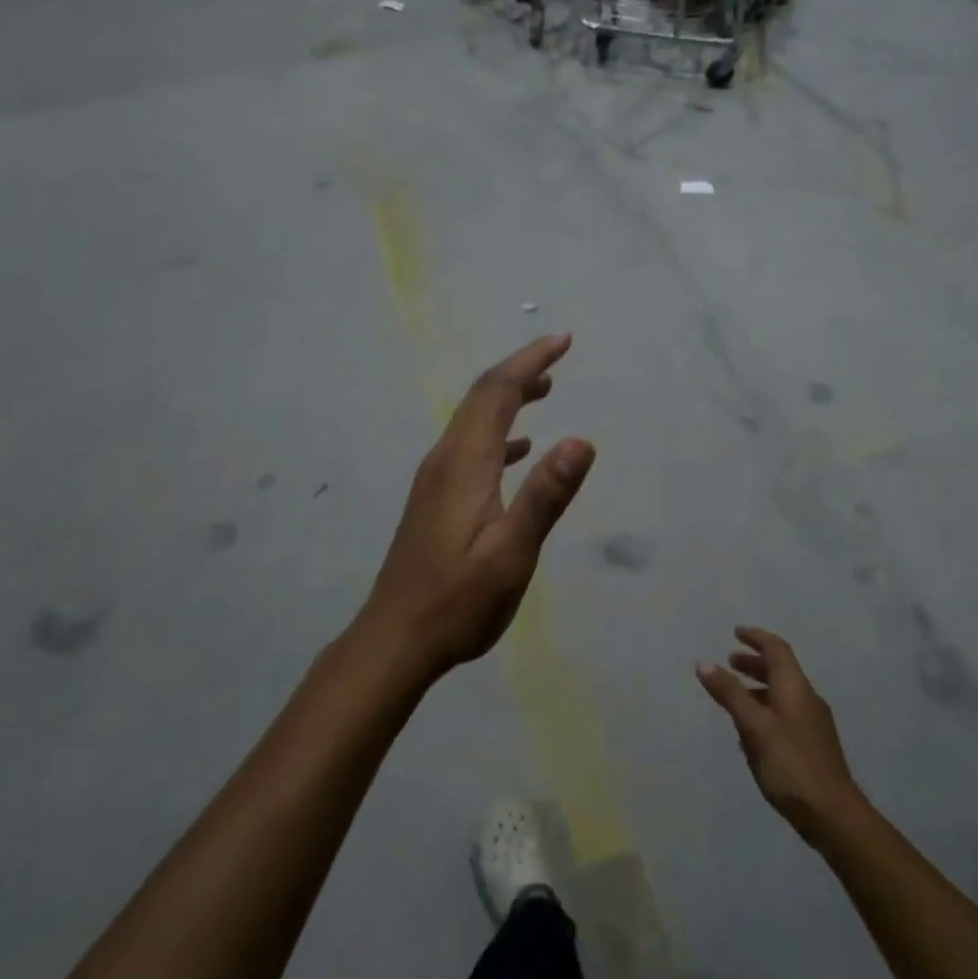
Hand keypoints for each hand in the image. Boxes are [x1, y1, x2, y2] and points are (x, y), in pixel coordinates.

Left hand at [360, 334, 595, 676]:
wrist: (396, 638)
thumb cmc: (457, 601)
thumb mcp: (511, 554)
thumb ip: (544, 497)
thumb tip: (581, 441)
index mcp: (464, 464)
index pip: (497, 393)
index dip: (530, 361)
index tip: (563, 340)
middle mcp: (445, 461)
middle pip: (481, 399)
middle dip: (519, 371)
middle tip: (558, 355)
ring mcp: (435, 480)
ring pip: (473, 422)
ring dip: (508, 399)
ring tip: (544, 390)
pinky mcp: (434, 500)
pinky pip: (470, 448)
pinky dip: (499, 435)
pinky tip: (519, 452)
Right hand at [699, 626, 861, 845]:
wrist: (833, 815)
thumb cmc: (790, 764)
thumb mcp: (753, 726)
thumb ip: (730, 693)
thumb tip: (705, 663)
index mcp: (795, 688)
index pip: (777, 649)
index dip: (756, 637)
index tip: (735, 632)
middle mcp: (807, 699)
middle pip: (781, 670)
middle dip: (754, 662)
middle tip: (730, 661)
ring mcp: (813, 723)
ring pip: (782, 694)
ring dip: (758, 688)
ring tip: (733, 696)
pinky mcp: (812, 745)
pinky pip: (785, 714)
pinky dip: (765, 710)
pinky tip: (749, 732)